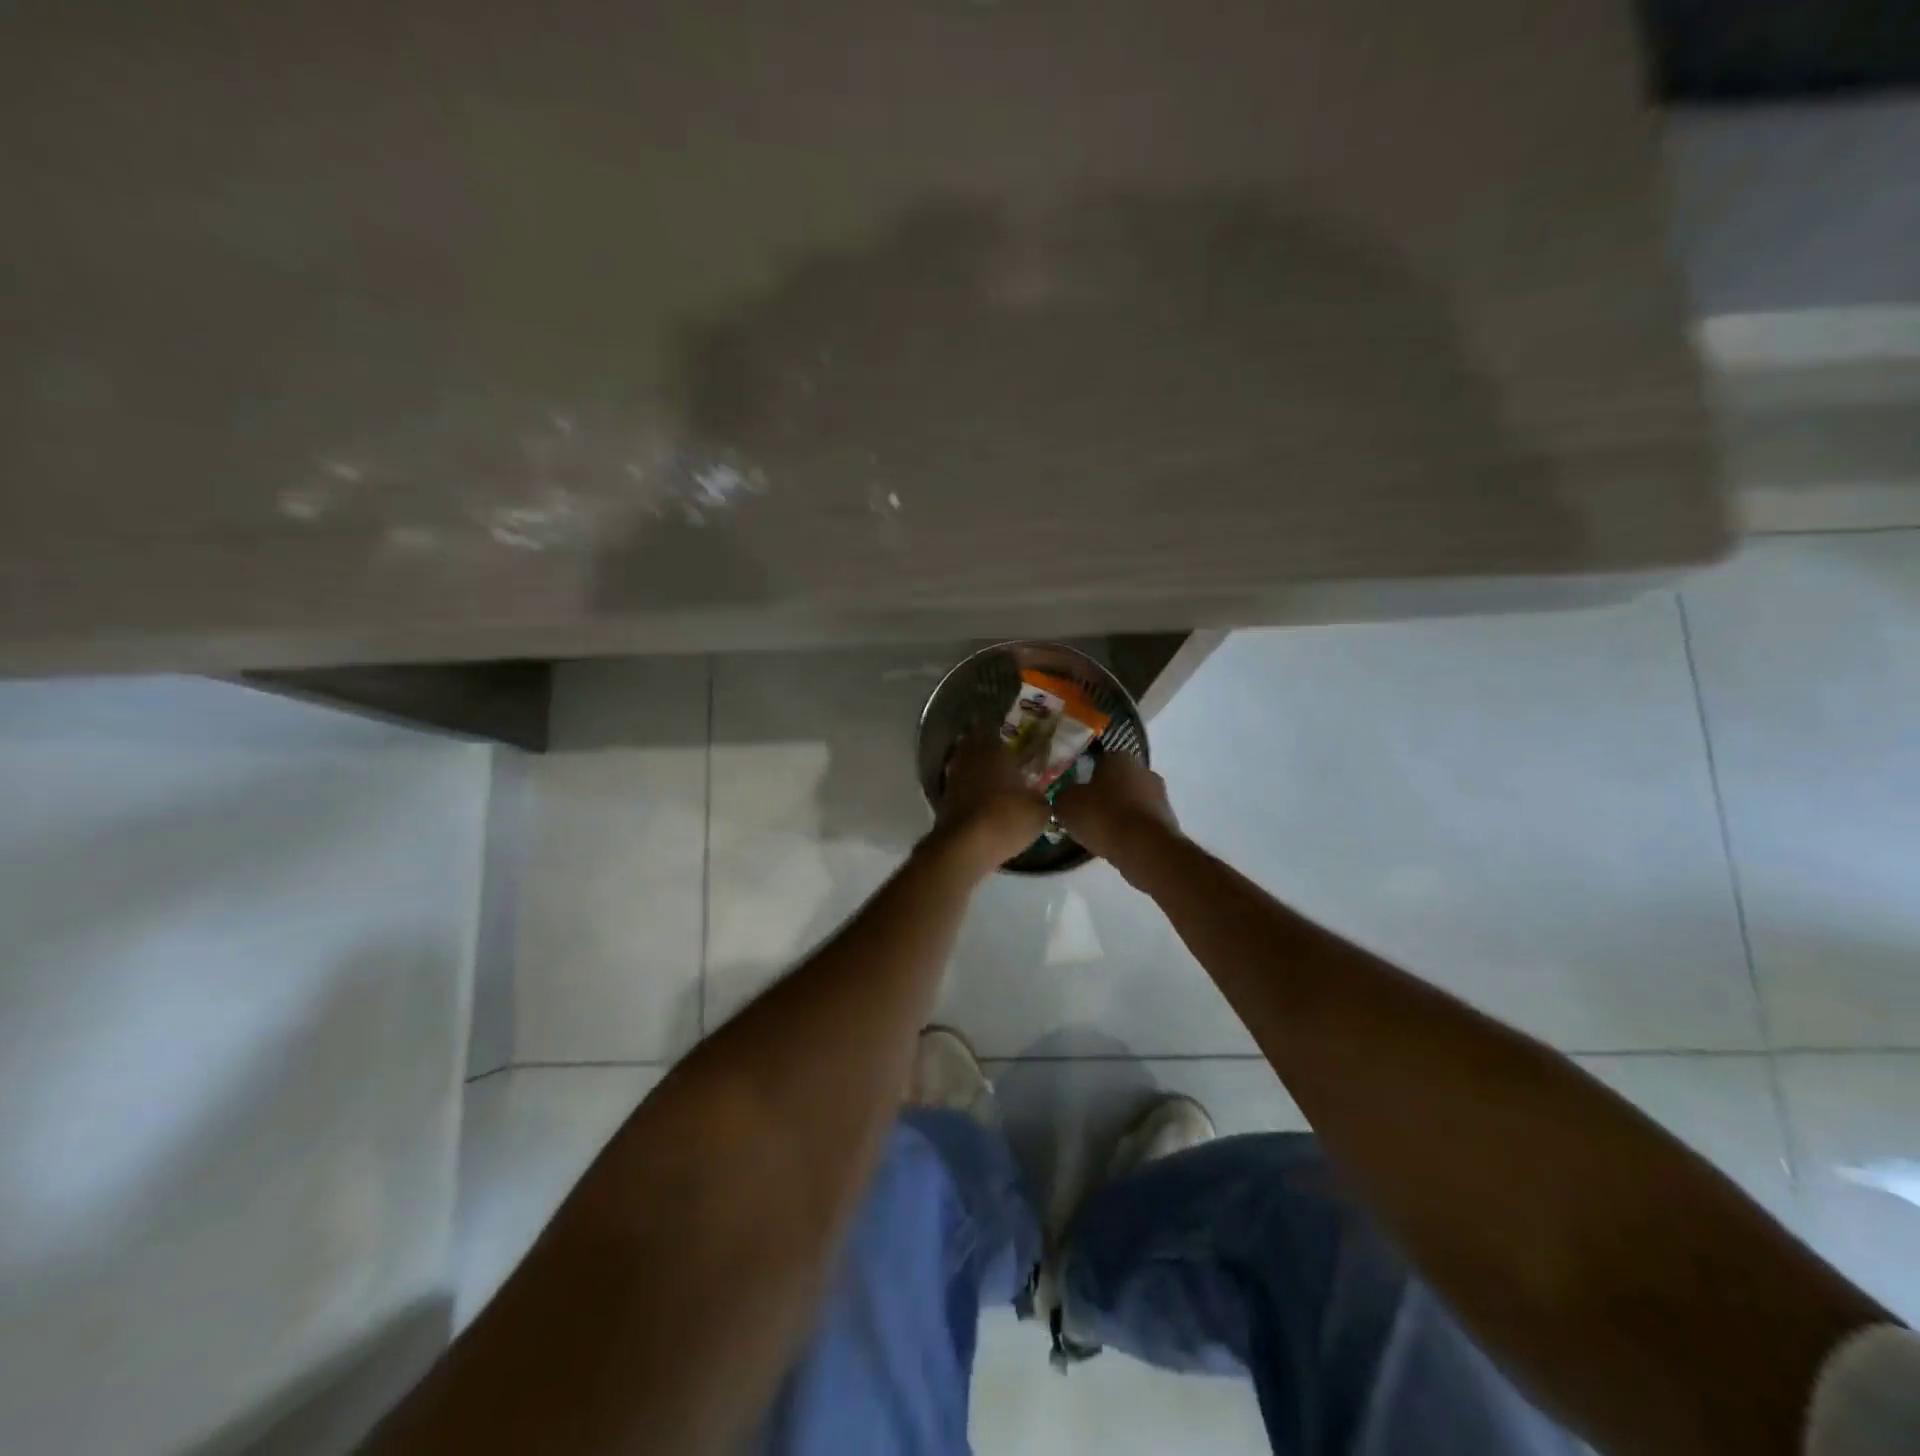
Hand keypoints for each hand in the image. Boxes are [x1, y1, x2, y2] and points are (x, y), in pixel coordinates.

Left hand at [931, 735, 1049, 872]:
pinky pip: (959, 785)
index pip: (994, 730)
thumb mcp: (1039, 812)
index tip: (1011, 738)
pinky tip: (980, 798)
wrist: (965, 846)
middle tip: (1000, 754)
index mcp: (995, 751)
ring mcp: (953, 777)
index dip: (1001, 733)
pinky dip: (968, 788)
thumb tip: (1040, 796)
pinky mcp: (944, 799)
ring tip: (991, 777)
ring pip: (965, 764)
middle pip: (974, 744)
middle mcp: (971, 758)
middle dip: (984, 747)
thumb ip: (1041, 799)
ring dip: (975, 768)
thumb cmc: (1006, 819)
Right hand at [1053, 752, 1180, 882]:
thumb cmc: (1103, 817)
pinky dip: (1130, 829)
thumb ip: (1063, 796)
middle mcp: (1143, 769)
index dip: (1083, 776)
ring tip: (1099, 832)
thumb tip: (1065, 797)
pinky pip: (1141, 820)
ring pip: (1130, 800)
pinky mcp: (1168, 819)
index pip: (1097, 760)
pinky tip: (1117, 843)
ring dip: (1118, 812)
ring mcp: (1160, 795)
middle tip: (1085, 813)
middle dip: (1103, 794)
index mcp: (1119, 757)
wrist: (1146, 849)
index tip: (1074, 793)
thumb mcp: (1067, 805)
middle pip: (1116, 780)